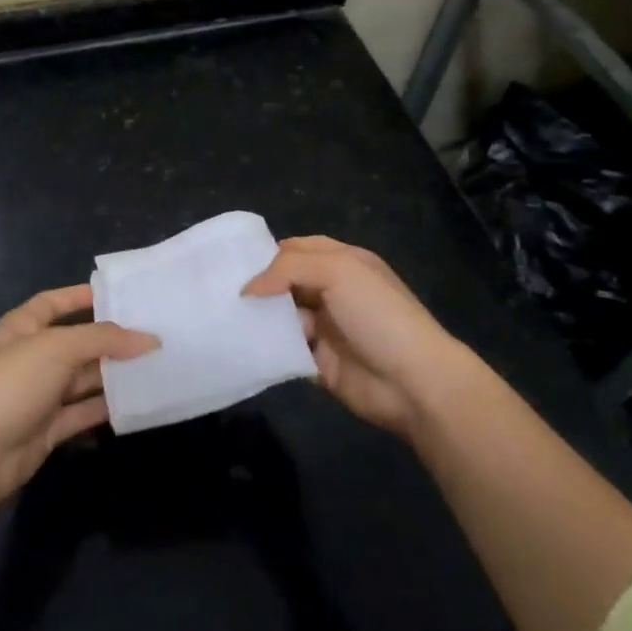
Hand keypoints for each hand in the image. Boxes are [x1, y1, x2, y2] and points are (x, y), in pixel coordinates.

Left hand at [0, 285, 157, 518]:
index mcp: (22, 327)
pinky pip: (85, 411)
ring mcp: (40, 395)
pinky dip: (109, 406)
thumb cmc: (10, 385)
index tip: (121, 295)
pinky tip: (140, 399)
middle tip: (154, 332)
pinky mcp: (49, 428)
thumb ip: (104, 339)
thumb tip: (150, 339)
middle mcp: (31, 357)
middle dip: (111, 338)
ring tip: (157, 363)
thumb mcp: (57, 348)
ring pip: (84, 378)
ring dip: (115, 373)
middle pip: (77, 341)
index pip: (54, 302)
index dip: (83, 296)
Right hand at [245, 236, 470, 438]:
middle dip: (259, 286)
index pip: (297, 249)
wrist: (412, 381)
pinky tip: (241, 345)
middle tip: (219, 292)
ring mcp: (326, 327)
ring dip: (259, 318)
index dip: (268, 254)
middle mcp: (333, 291)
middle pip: (286, 282)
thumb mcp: (338, 272)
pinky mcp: (318, 362)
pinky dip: (266, 347)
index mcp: (343, 262)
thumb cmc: (377, 314)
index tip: (232, 264)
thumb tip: (248, 289)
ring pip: (281, 316)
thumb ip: (289, 268)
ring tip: (223, 319)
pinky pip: (284, 349)